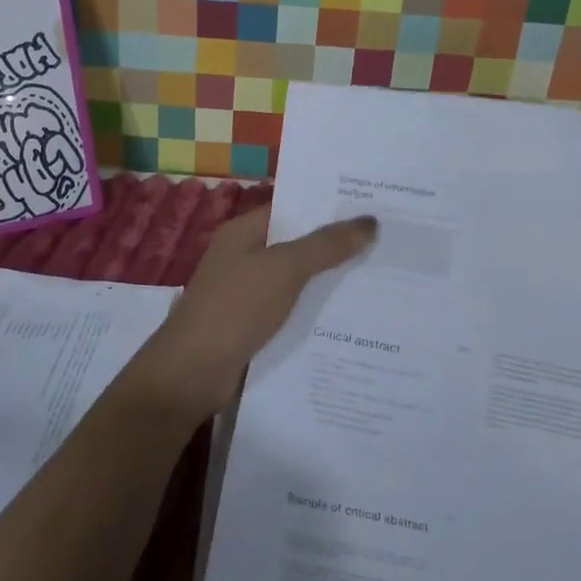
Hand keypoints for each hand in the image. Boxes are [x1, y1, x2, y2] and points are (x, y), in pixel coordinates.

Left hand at [122, 207, 376, 430]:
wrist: (192, 372)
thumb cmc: (235, 308)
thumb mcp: (284, 269)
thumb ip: (326, 245)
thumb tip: (369, 221)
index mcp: (243, 232)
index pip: (291, 209)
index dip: (328, 207)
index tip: (372, 208)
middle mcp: (242, 257)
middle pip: (296, 245)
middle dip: (336, 246)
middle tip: (387, 243)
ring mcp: (245, 294)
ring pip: (296, 281)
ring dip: (328, 283)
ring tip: (381, 280)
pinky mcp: (251, 327)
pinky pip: (290, 312)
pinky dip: (314, 313)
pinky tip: (350, 319)